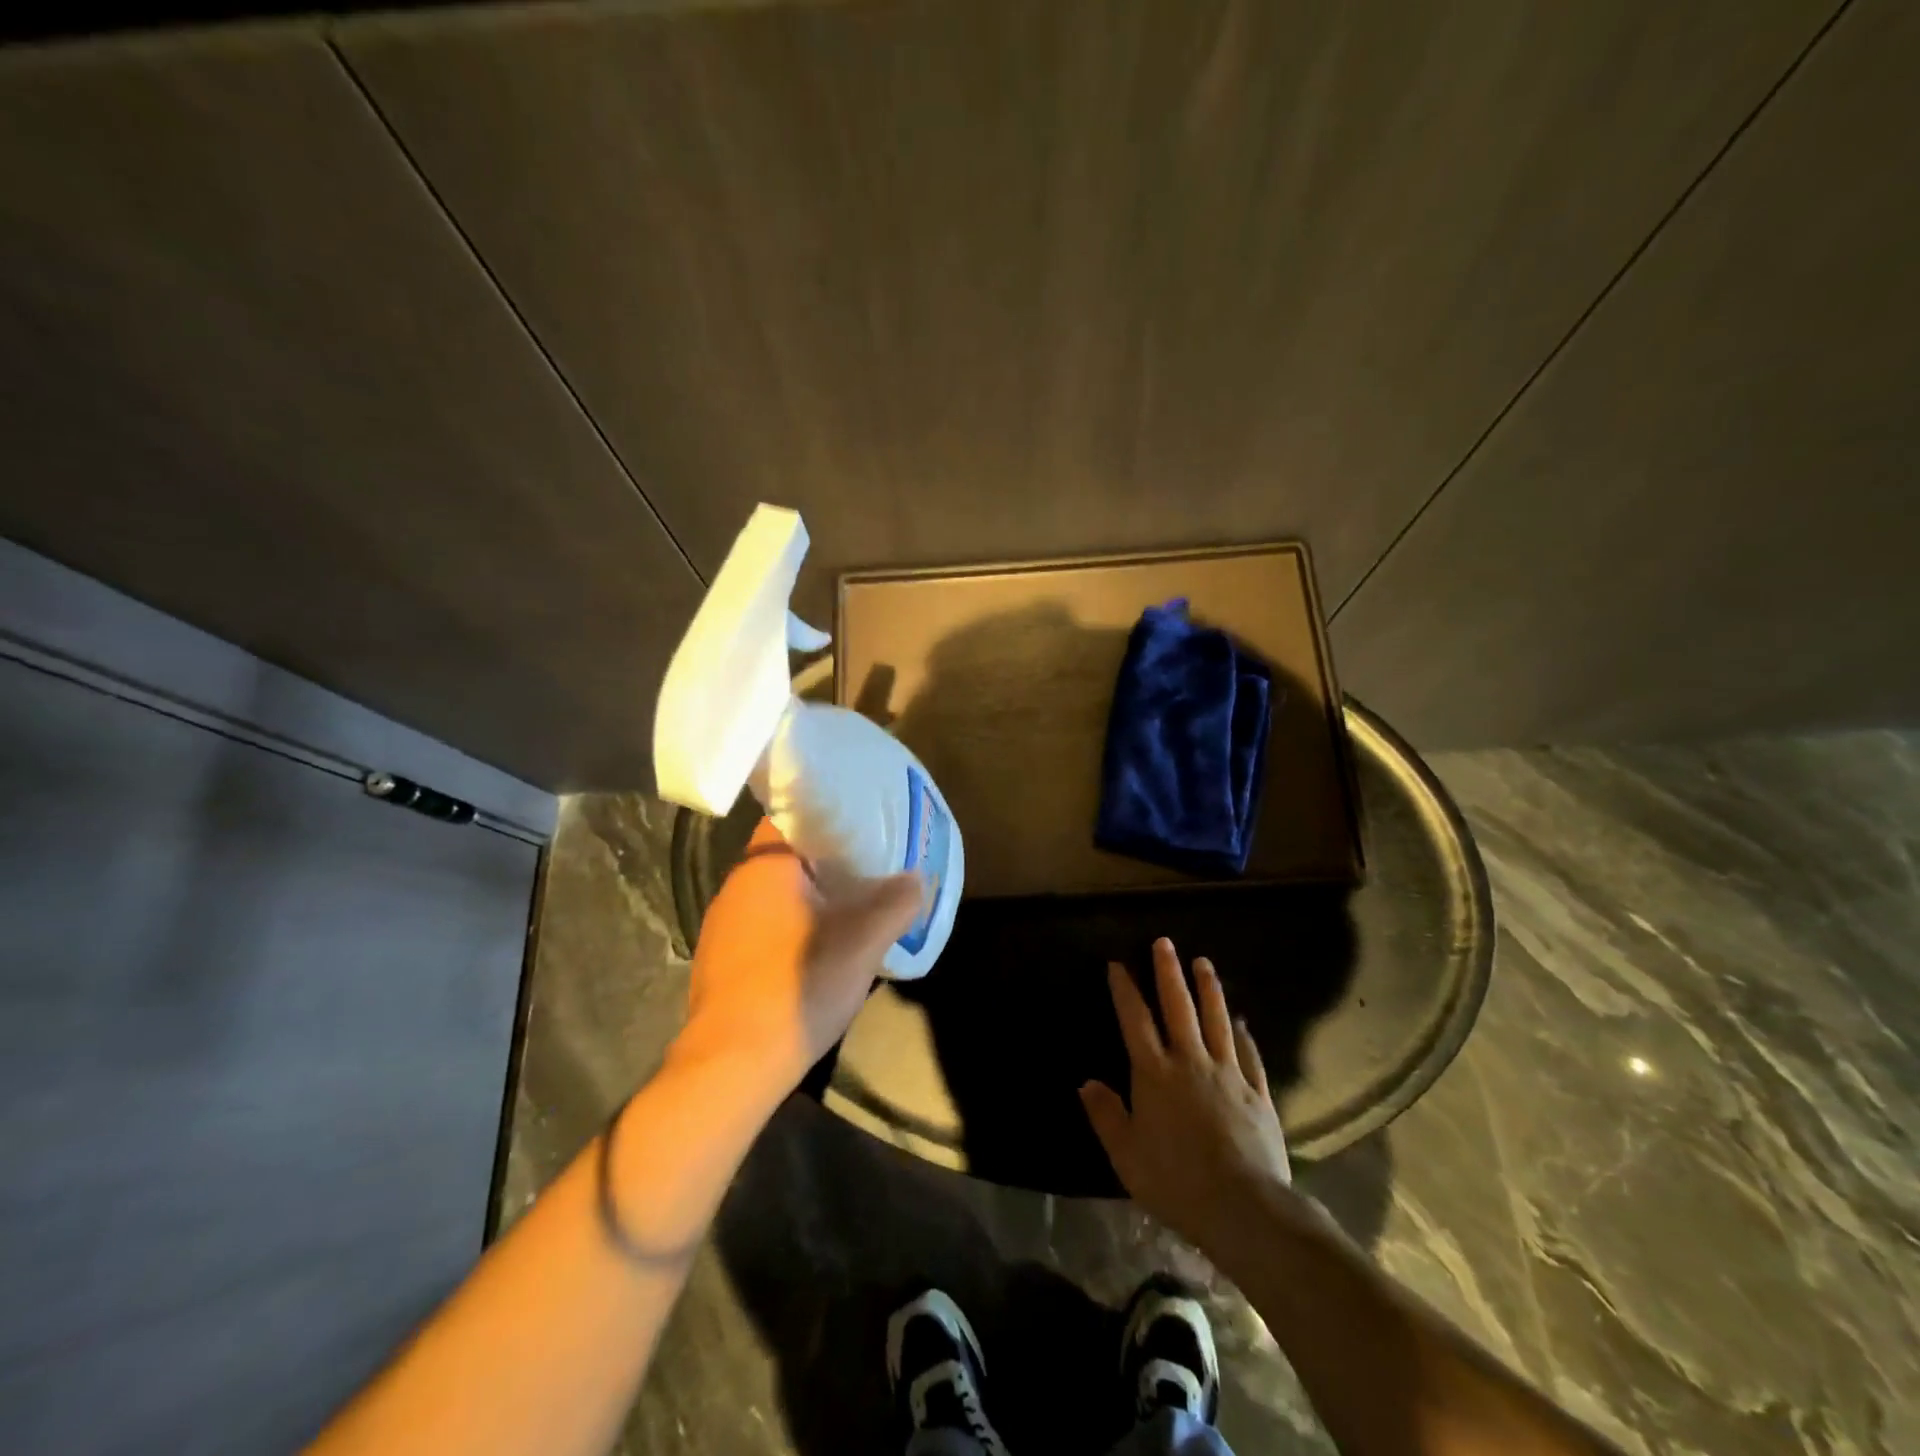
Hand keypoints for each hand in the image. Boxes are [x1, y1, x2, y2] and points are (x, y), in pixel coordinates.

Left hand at [672, 819, 921, 1103]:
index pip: (792, 815)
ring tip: (851, 905)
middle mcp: (737, 886)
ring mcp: (723, 926)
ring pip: (776, 893)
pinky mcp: (721, 960)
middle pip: (787, 855)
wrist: (732, 1065)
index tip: (863, 824)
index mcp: (764, 866)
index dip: (829, 816)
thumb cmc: (798, 985)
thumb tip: (916, 878)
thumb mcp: (862, 943)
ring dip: (810, 895)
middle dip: (828, 858)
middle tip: (869, 864)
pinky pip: (764, 924)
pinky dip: (792, 925)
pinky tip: (818, 948)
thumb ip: (895, 903)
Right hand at [1080, 937, 1292, 1251]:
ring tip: (1203, 962)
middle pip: (1178, 1008)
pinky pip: (1249, 1054)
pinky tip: (1241, 1020)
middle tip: (1164, 942)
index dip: (1125, 990)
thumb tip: (1087, 1082)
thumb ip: (1106, 1115)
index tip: (1118, 964)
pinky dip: (1244, 1033)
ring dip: (1208, 989)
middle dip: (1168, 973)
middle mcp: (1191, 1062)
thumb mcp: (1126, 1155)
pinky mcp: (1258, 1094)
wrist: (1244, 1208)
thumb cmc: (1175, 1181)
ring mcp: (1228, 1075)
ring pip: (1217, 1021)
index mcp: (1155, 1074)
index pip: (1136, 1020)